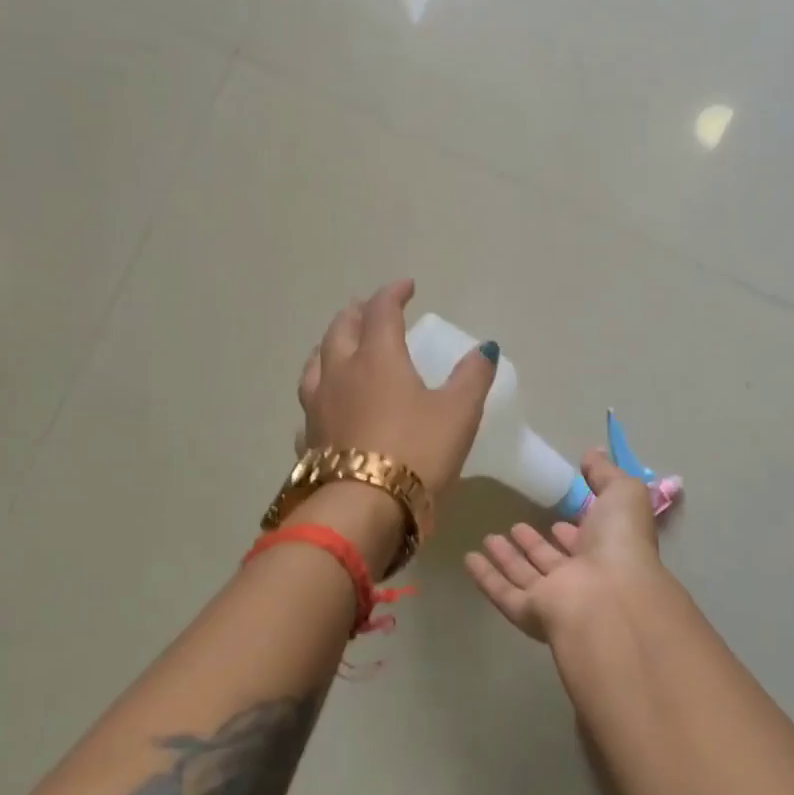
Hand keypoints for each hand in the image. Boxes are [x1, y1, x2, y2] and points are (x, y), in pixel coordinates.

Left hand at [296, 278, 496, 496]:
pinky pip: (310, 403)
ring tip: (338, 345)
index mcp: (377, 358)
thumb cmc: (417, 452)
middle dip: (356, 313)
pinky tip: (324, 404)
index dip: (394, 293)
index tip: (407, 286)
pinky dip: (320, 392)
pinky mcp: (308, 439)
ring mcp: (318, 406)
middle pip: (340, 329)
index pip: (381, 311)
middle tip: (367, 308)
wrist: (363, 509)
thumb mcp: (459, 413)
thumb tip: (485, 348)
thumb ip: (472, 377)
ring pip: (316, 362)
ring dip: (329, 345)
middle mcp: (340, 373)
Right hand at [465, 449, 668, 644]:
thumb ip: (605, 474)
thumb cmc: (621, 542)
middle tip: (515, 526)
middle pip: (553, 559)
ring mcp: (556, 598)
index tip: (556, 515)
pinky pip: (504, 593)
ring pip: (526, 575)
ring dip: (508, 557)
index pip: (587, 540)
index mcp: (608, 550)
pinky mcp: (531, 612)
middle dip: (535, 543)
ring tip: (488, 538)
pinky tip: (469, 559)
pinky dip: (487, 578)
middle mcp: (583, 576)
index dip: (573, 529)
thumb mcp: (622, 493)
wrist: (611, 596)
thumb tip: (592, 453)